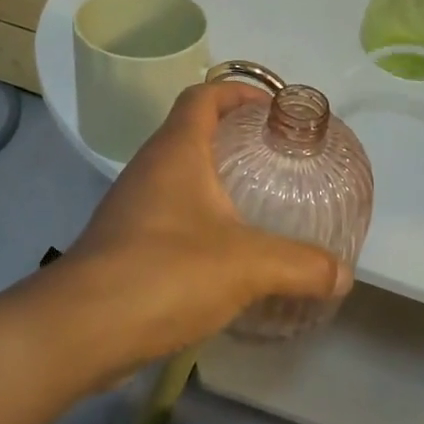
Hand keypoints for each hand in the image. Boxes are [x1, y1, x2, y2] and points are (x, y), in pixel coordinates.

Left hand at [38, 82, 350, 370]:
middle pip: (191, 132)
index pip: (204, 96)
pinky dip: (198, 220)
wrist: (79, 330)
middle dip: (234, 138)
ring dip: (215, 182)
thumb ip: (301, 266)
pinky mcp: (123, 244)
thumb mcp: (248, 265)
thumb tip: (344, 275)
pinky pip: (168, 215)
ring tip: (257, 204)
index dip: (239, 92)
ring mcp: (131, 207)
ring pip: (178, 177)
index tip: (273, 109)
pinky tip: (224, 255)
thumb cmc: (165, 272)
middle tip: (276, 159)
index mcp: (176, 152)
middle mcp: (149, 169)